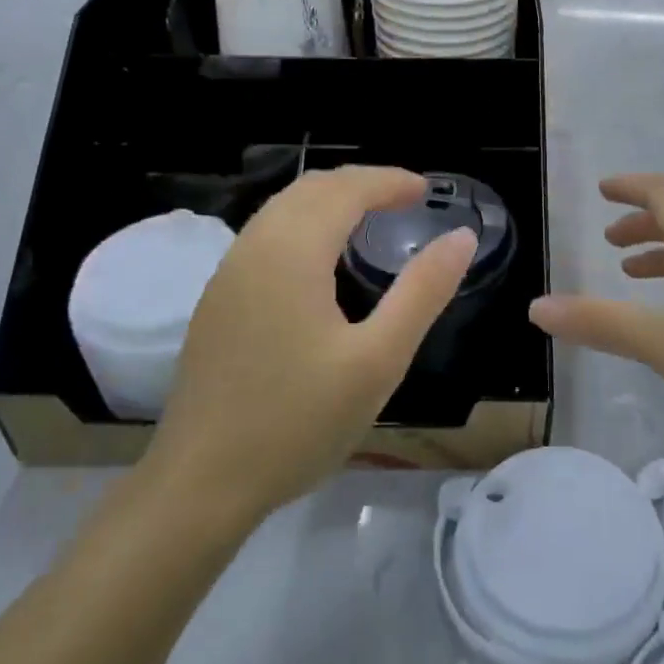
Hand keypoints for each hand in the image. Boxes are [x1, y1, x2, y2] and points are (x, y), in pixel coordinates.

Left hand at [145, 167, 476, 522]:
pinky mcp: (217, 303)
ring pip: (281, 211)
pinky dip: (303, 227)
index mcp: (291, 252)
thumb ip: (422, 292)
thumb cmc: (299, 422)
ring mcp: (227, 276)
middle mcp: (253, 248)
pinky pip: (265, 238)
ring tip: (369, 221)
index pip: (344, 190)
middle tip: (403, 200)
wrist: (201, 482)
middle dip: (359, 184)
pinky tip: (322, 264)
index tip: (426, 190)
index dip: (388, 181)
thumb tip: (461, 237)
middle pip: (309, 190)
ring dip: (328, 203)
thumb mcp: (378, 360)